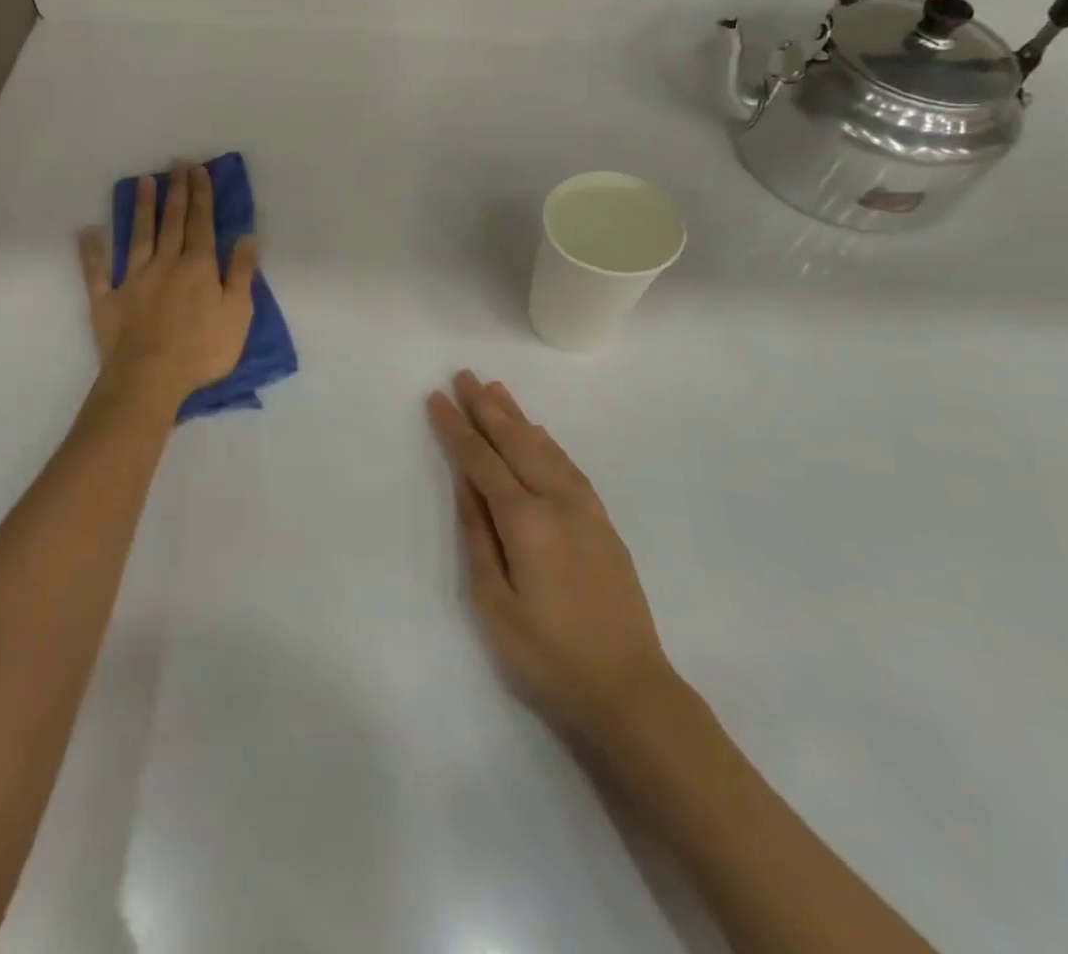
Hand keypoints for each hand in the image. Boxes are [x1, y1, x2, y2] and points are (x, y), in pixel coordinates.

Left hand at [80, 162, 258, 408]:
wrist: (151, 378)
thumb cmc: (202, 349)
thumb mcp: (238, 313)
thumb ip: (241, 273)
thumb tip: (246, 237)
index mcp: (198, 266)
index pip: (202, 223)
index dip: (201, 195)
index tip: (198, 170)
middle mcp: (165, 264)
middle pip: (172, 222)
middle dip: (176, 192)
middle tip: (176, 165)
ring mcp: (133, 279)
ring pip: (138, 236)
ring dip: (141, 208)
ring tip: (143, 181)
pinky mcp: (107, 299)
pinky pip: (97, 271)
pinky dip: (92, 251)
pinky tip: (88, 231)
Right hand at [428, 371, 676, 744]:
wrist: (630, 691)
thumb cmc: (549, 655)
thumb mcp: (495, 603)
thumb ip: (478, 536)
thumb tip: (465, 485)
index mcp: (525, 520)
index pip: (481, 460)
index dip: (456, 428)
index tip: (437, 398)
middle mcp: (557, 501)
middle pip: (515, 441)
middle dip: (486, 407)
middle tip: (465, 376)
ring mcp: (585, 509)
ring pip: (544, 447)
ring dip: (517, 416)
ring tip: (496, 390)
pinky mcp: (603, 523)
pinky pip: (569, 466)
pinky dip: (548, 442)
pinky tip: (539, 433)